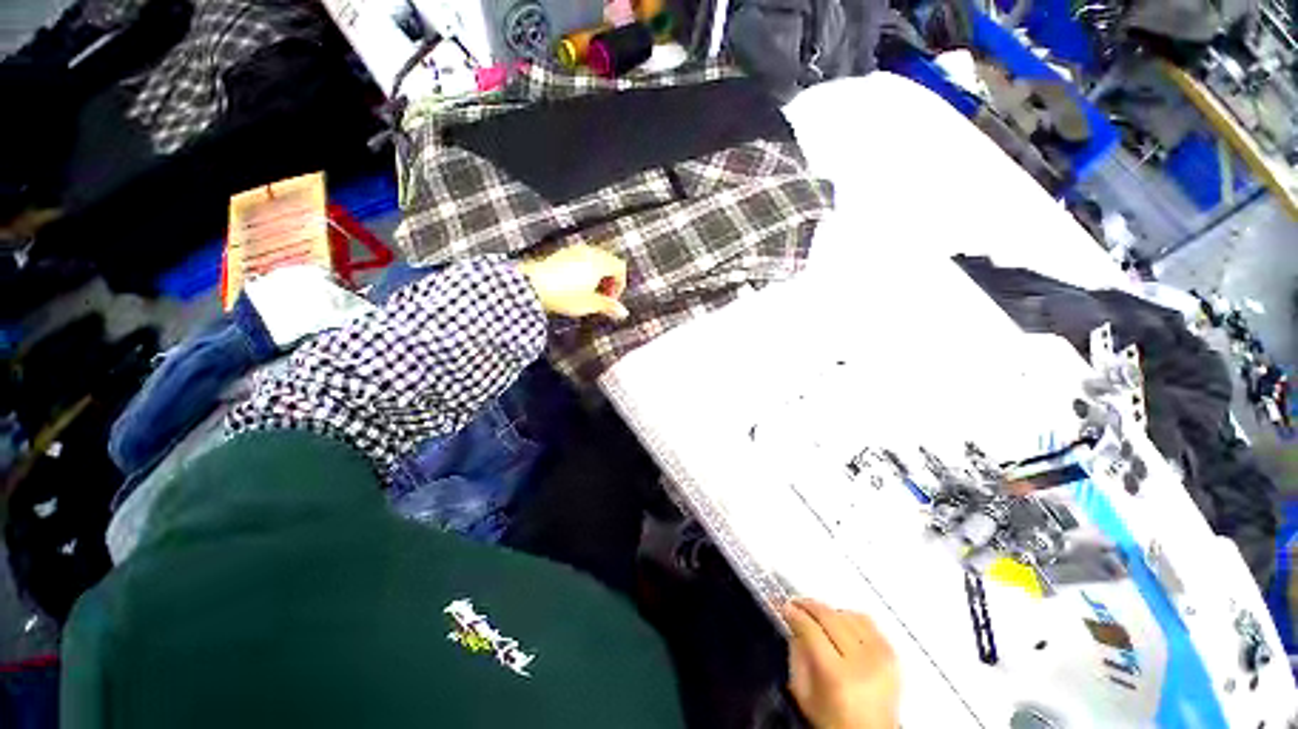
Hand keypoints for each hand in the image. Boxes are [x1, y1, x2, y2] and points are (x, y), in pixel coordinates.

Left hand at [518, 245, 628, 320]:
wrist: (532, 286)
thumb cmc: (563, 295)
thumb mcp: (590, 304)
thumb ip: (608, 306)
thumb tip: (623, 312)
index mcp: (599, 262)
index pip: (620, 267)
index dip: (620, 285)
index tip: (611, 300)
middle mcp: (588, 252)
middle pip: (609, 262)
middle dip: (609, 280)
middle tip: (602, 297)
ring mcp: (573, 251)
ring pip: (595, 260)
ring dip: (597, 275)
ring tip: (589, 293)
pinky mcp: (561, 254)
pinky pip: (581, 259)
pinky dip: (584, 270)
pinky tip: (575, 286)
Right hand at [784, 599, 899, 728]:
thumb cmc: (835, 722)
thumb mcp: (805, 695)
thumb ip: (796, 656)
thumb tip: (794, 625)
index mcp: (837, 676)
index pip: (811, 629)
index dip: (795, 614)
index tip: (785, 607)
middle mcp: (863, 663)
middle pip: (830, 617)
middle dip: (809, 606)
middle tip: (796, 604)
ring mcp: (881, 658)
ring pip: (848, 615)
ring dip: (830, 611)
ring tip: (817, 616)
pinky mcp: (893, 655)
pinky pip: (867, 622)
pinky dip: (850, 618)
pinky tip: (841, 624)